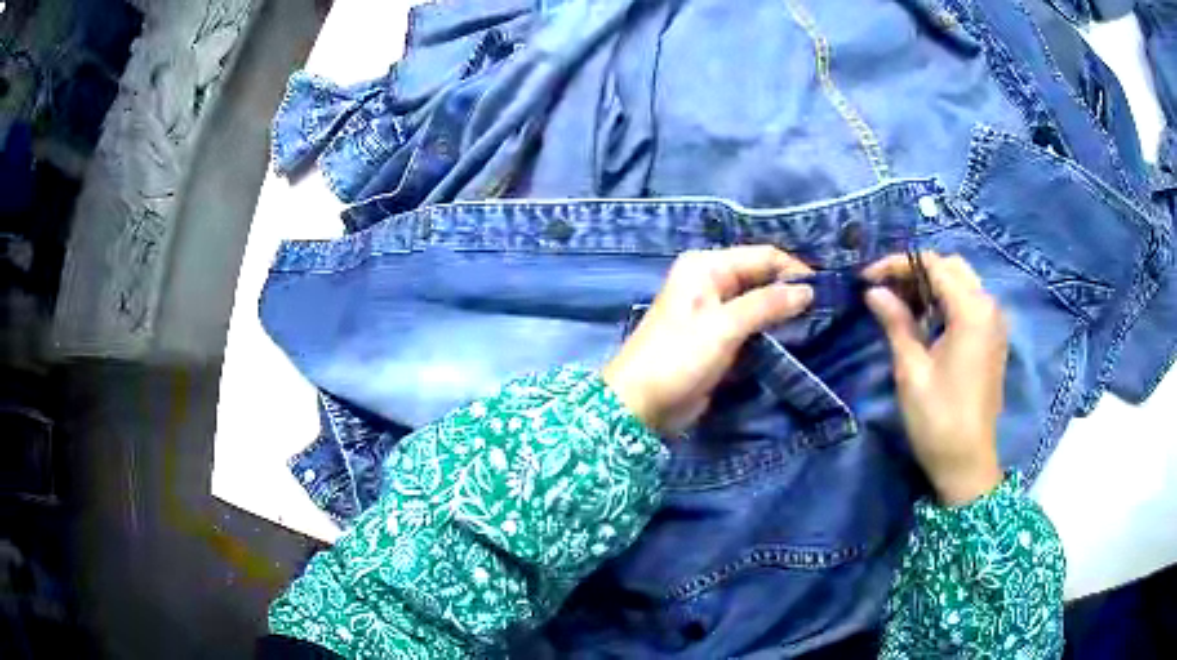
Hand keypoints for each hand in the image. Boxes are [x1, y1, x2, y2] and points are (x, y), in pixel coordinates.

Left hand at [603, 246, 813, 435]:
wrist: (640, 404)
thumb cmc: (678, 357)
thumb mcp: (723, 326)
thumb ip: (766, 304)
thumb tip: (808, 290)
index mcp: (706, 266)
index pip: (763, 256)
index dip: (795, 270)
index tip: (828, 290)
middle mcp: (711, 281)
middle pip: (762, 277)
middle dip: (791, 291)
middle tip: (828, 308)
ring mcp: (714, 311)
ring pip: (759, 303)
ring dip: (784, 312)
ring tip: (819, 323)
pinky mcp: (718, 338)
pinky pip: (752, 327)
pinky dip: (771, 331)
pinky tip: (795, 339)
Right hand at [863, 253, 1007, 505]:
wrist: (968, 464)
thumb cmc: (938, 420)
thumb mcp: (912, 370)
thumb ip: (896, 322)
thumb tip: (874, 291)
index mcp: (972, 311)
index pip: (933, 265)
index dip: (898, 264)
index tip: (867, 278)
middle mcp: (989, 307)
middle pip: (951, 267)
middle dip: (915, 270)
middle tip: (884, 289)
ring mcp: (995, 323)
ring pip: (962, 282)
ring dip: (931, 284)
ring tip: (899, 302)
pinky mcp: (993, 339)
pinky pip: (970, 302)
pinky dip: (945, 300)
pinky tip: (924, 320)